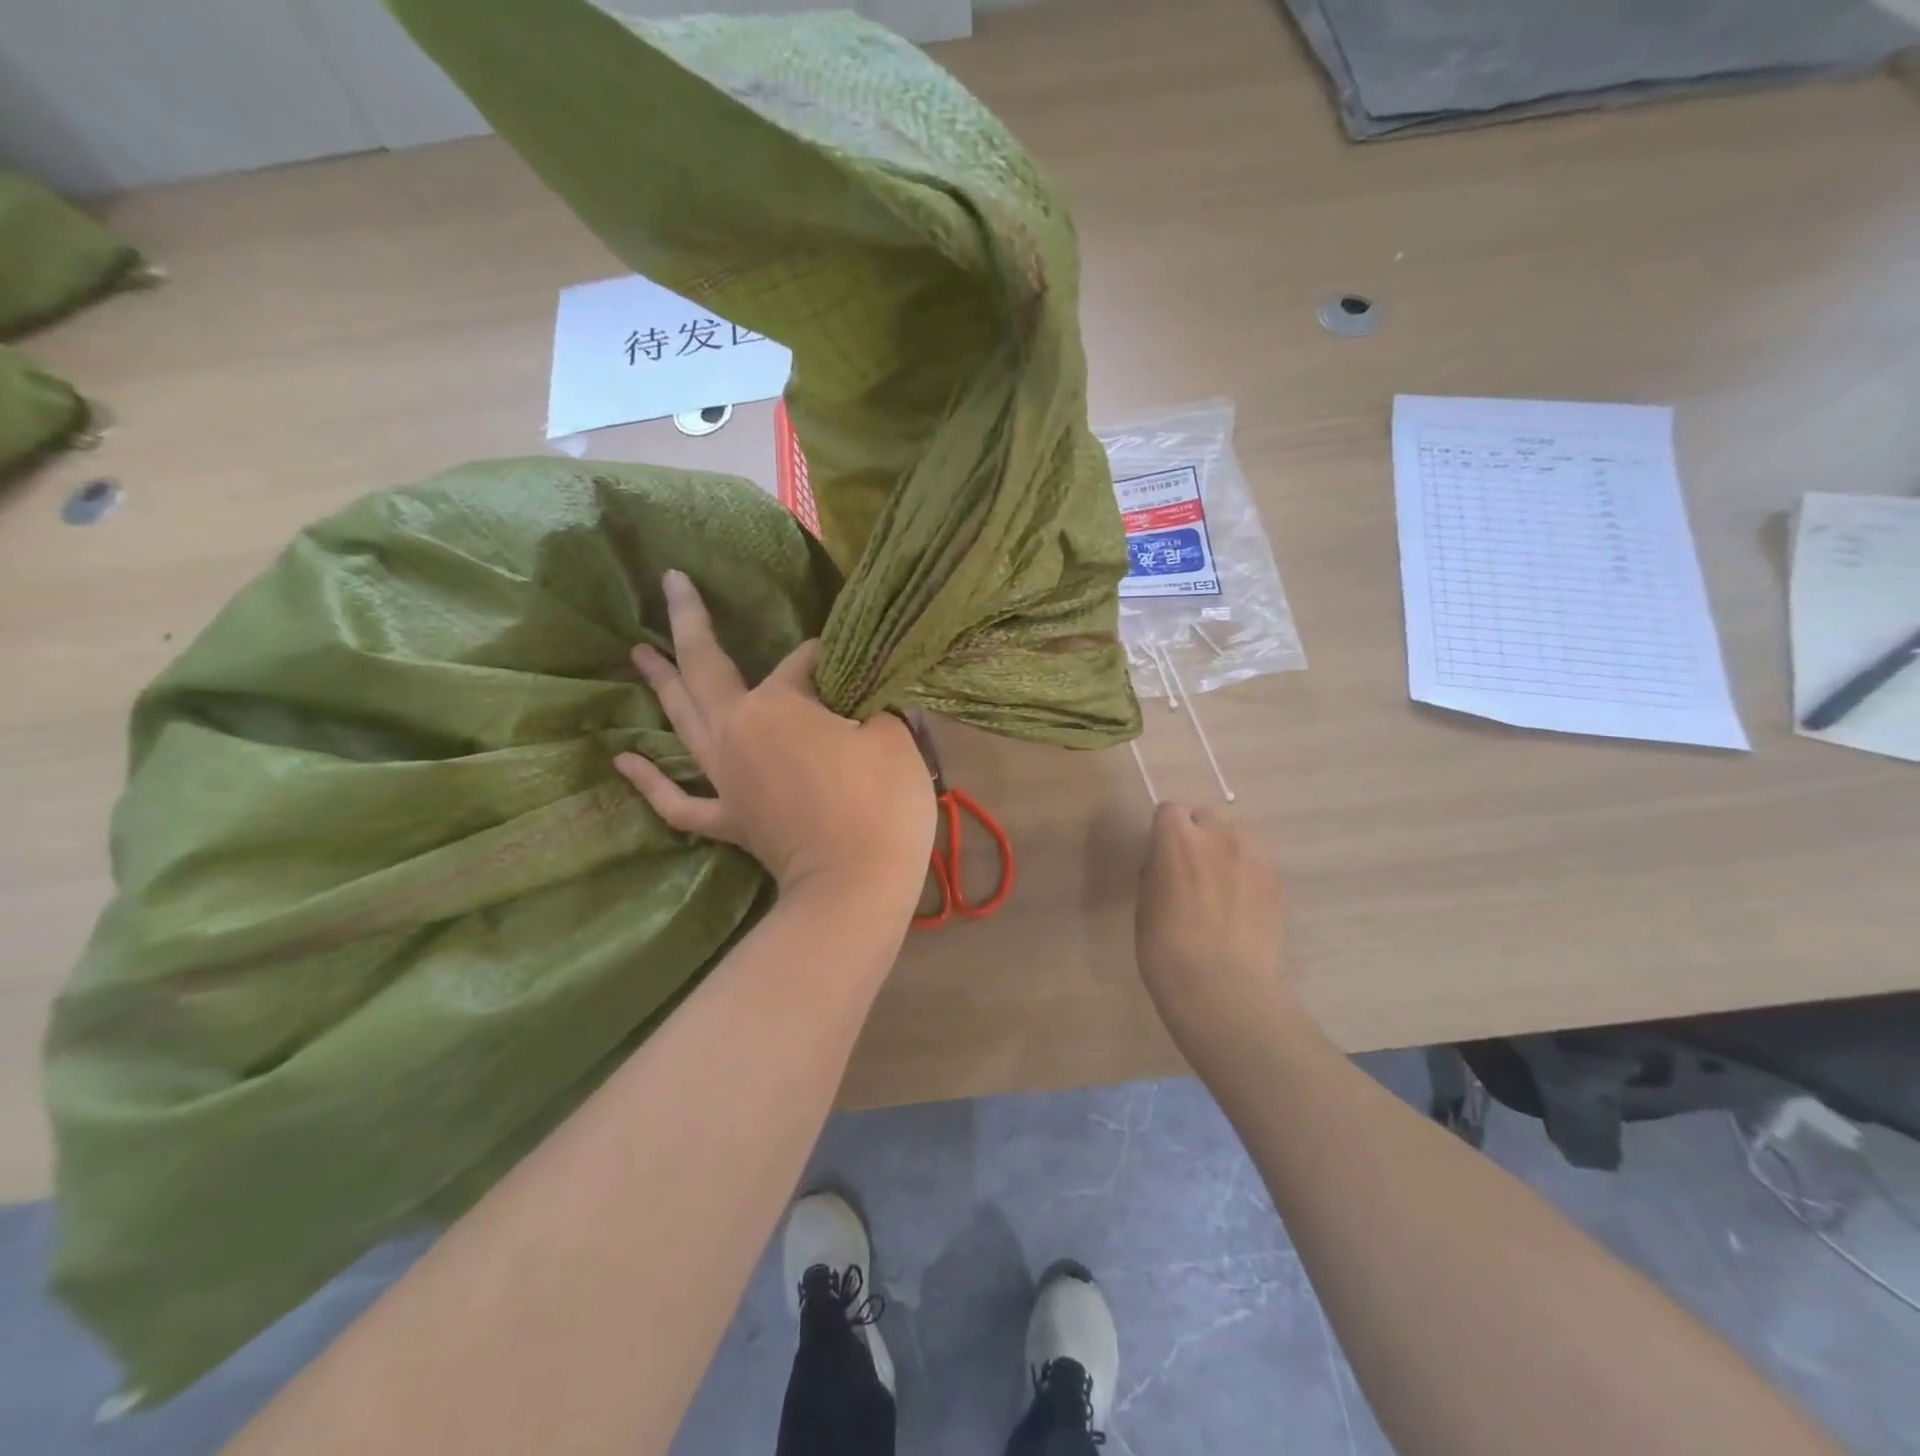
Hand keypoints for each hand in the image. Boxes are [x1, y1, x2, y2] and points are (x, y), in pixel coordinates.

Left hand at [613, 571, 935, 907]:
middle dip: (689, 621)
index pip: (801, 662)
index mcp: (776, 705)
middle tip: (670, 582)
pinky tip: (623, 759)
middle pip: (707, 668)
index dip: (830, 657)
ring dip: (660, 684)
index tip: (855, 662)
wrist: (856, 886)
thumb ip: (873, 699)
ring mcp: (725, 779)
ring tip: (635, 652)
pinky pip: (678, 802)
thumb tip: (865, 687)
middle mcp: (736, 731)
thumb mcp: (893, 735)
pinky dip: (650, 783)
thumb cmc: (880, 803)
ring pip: (683, 722)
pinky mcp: (728, 820)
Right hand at [1135, 802, 1290, 1039]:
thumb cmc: (1166, 949)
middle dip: (1197, 833)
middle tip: (1191, 867)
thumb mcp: (1145, 905)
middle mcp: (1218, 835)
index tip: (1161, 853)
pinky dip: (1248, 871)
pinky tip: (1242, 901)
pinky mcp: (1278, 881)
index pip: (1169, 810)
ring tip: (1222, 881)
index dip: (1164, 831)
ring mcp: (1254, 856)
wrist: (1223, 988)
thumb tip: (1163, 864)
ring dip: (1226, 848)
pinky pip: (1259, 861)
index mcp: (1177, 838)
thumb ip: (1156, 872)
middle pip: (1206, 815)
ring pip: (1238, 834)